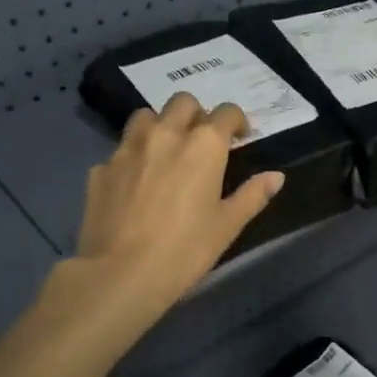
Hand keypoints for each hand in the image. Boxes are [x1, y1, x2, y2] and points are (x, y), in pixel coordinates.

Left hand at [68, 93, 284, 322]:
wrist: (122, 273)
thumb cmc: (186, 249)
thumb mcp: (228, 225)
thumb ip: (252, 195)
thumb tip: (275, 177)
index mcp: (204, 145)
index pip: (226, 113)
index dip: (236, 121)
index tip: (240, 138)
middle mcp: (165, 135)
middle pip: (182, 103)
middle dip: (197, 114)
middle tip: (202, 141)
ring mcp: (127, 149)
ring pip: (145, 117)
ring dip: (160, 126)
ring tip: (165, 151)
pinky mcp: (101, 169)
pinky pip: (120, 151)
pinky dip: (132, 158)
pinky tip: (135, 184)